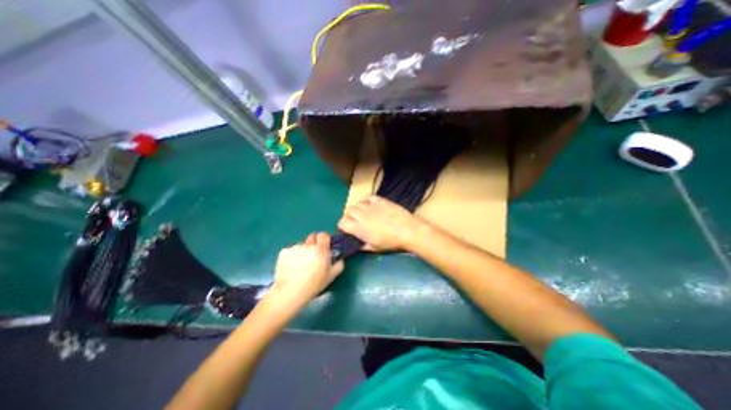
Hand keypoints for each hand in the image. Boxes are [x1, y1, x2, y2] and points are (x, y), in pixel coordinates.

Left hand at [270, 232, 344, 301]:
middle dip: (314, 243)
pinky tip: (291, 266)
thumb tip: (339, 260)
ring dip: (303, 250)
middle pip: (312, 237)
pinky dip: (292, 255)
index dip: (324, 239)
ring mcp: (295, 247)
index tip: (324, 246)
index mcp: (321, 249)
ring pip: (301, 245)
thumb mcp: (330, 277)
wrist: (289, 292)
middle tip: (314, 255)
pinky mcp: (283, 252)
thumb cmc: (313, 285)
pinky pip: (291, 250)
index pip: (323, 235)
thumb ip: (338, 265)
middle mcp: (308, 245)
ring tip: (300, 264)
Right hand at [335, 196, 422, 252]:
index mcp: (359, 228)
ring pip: (357, 203)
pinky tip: (370, 205)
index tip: (347, 229)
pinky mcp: (380, 200)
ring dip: (358, 209)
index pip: (342, 222)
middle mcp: (362, 215)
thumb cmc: (391, 242)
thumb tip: (357, 244)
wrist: (407, 230)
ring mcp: (371, 206)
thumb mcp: (375, 248)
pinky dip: (366, 201)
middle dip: (349, 216)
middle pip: (348, 211)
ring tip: (364, 214)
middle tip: (356, 222)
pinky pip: (368, 197)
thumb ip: (362, 245)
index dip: (342, 226)